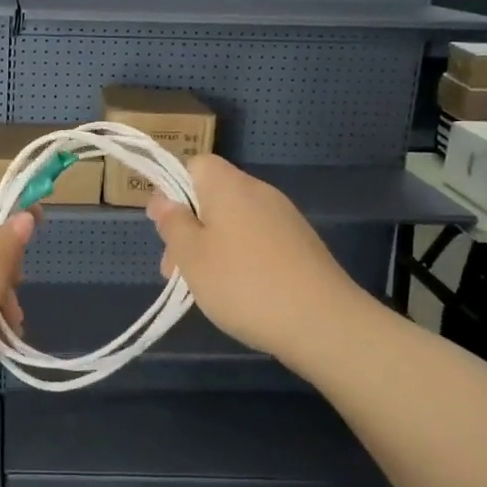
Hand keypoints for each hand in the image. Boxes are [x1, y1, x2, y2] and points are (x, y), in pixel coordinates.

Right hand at [146, 156, 359, 361]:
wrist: (324, 322)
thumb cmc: (244, 284)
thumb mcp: (191, 256)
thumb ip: (173, 223)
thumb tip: (162, 198)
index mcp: (228, 185)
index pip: (195, 164)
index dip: (174, 189)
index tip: (166, 226)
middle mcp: (259, 191)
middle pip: (213, 196)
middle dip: (189, 227)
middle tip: (175, 270)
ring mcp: (285, 217)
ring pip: (234, 221)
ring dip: (213, 246)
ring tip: (205, 288)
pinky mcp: (301, 243)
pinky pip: (258, 239)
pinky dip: (241, 257)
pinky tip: (240, 292)